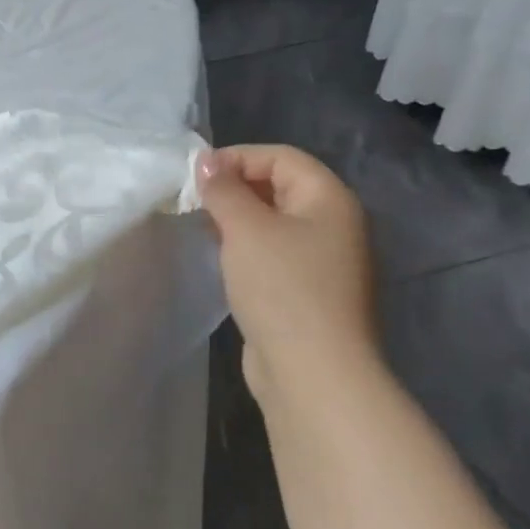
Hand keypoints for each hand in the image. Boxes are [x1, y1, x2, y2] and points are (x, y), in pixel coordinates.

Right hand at [196, 144, 381, 404]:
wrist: (314, 372)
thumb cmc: (282, 287)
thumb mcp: (245, 228)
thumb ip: (223, 189)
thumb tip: (207, 162)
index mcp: (330, 200)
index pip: (281, 156)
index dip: (237, 157)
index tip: (196, 175)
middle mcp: (335, 224)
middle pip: (280, 185)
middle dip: (234, 186)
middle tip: (195, 200)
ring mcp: (325, 260)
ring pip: (275, 220)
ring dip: (237, 217)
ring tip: (202, 226)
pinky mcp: (309, 289)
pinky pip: (275, 250)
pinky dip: (247, 245)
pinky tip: (222, 257)